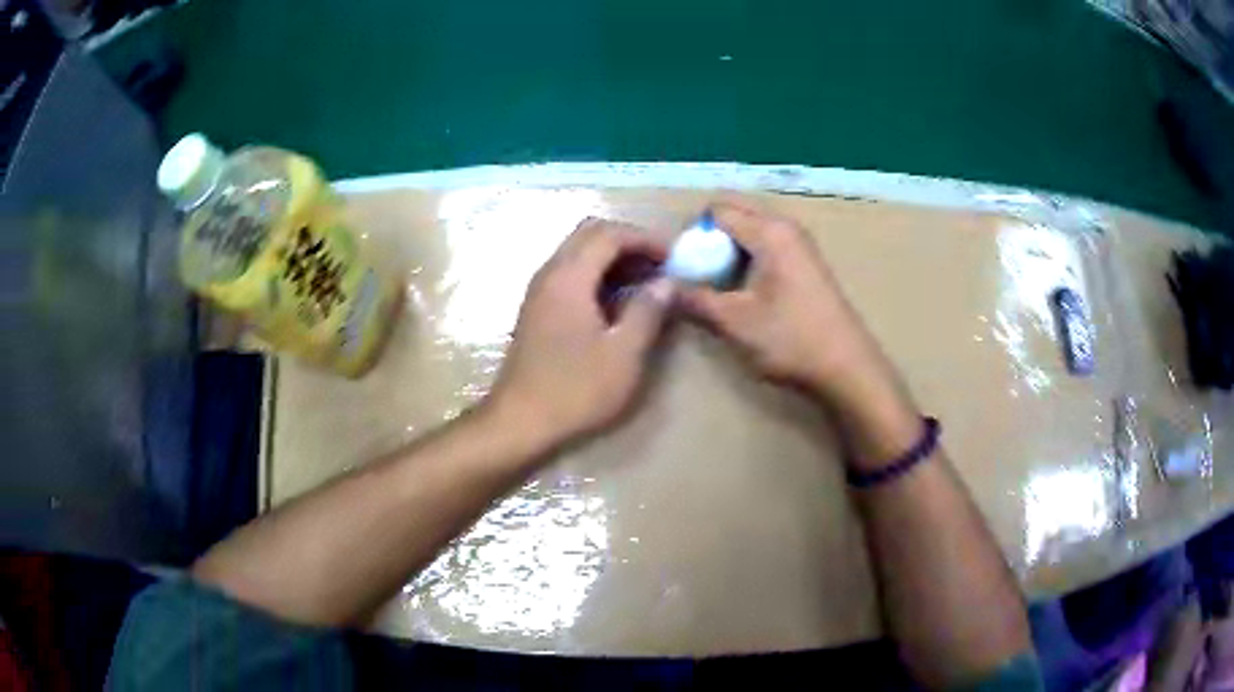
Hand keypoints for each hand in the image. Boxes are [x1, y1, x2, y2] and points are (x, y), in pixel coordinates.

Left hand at [487, 218, 675, 451]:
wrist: (520, 421)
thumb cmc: (575, 390)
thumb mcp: (624, 354)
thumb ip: (648, 311)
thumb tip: (667, 282)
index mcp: (569, 277)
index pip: (609, 234)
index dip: (646, 238)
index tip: (675, 257)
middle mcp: (550, 273)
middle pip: (590, 234)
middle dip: (629, 242)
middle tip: (661, 264)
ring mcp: (539, 290)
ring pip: (579, 252)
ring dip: (614, 258)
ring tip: (647, 281)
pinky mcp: (537, 308)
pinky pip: (570, 273)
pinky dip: (598, 274)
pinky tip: (619, 301)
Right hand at [677, 200, 897, 404]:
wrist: (847, 368)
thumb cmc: (792, 340)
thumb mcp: (735, 322)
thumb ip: (695, 300)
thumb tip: (666, 288)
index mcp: (769, 232)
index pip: (717, 211)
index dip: (691, 233)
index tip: (678, 266)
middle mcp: (786, 228)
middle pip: (735, 215)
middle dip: (709, 239)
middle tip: (693, 274)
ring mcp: (800, 245)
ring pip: (751, 232)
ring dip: (728, 251)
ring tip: (713, 286)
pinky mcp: (807, 264)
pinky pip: (767, 247)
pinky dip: (747, 261)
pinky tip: (742, 293)